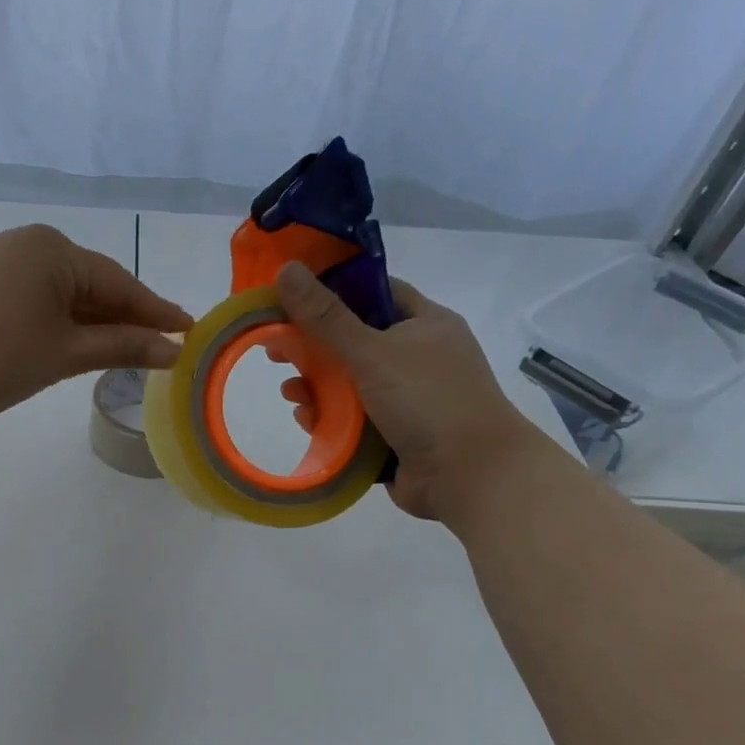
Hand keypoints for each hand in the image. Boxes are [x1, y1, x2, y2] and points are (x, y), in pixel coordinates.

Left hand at [0, 223, 192, 430]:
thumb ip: (122, 347)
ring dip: (98, 325)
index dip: (155, 311)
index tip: (189, 330)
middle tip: (166, 347)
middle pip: (94, 285)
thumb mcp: (65, 354)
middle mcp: (30, 245)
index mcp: (53, 249)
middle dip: (127, 319)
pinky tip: (86, 345)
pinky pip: (42, 301)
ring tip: (133, 352)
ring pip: (67, 296)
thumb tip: (173, 350)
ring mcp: (4, 264)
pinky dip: (66, 325)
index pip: (119, 282)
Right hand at [273, 262, 545, 521]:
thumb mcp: (372, 351)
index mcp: (424, 324)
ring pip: (348, 383)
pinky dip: (329, 418)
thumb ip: (326, 316)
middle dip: (313, 348)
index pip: (374, 292)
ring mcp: (406, 398)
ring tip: (290, 393)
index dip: (333, 290)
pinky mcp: (393, 434)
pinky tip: (307, 420)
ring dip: (316, 387)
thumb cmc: (428, 400)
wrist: (470, 476)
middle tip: (275, 351)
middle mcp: (417, 357)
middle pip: (353, 341)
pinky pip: (352, 419)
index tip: (291, 298)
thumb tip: (285, 269)